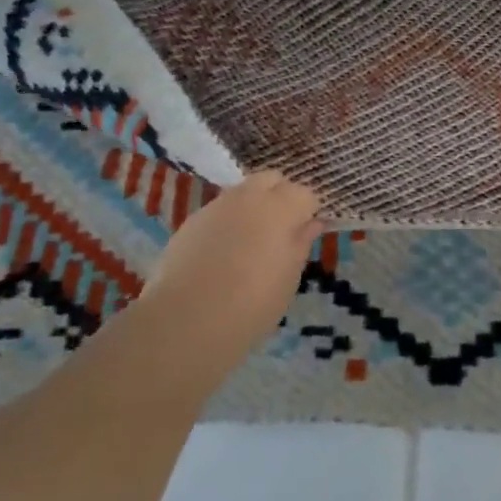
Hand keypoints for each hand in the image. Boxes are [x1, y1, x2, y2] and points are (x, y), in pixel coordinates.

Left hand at [132, 170, 323, 375]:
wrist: (188, 320)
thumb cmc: (253, 302)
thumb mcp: (289, 277)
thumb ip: (301, 243)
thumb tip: (312, 223)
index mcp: (280, 207)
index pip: (305, 194)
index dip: (309, 212)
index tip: (306, 234)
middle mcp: (248, 197)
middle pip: (271, 179)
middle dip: (281, 196)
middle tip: (282, 230)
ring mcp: (216, 207)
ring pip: (242, 193)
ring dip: (253, 208)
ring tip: (252, 243)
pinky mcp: (190, 222)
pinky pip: (219, 212)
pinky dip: (228, 223)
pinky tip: (224, 254)